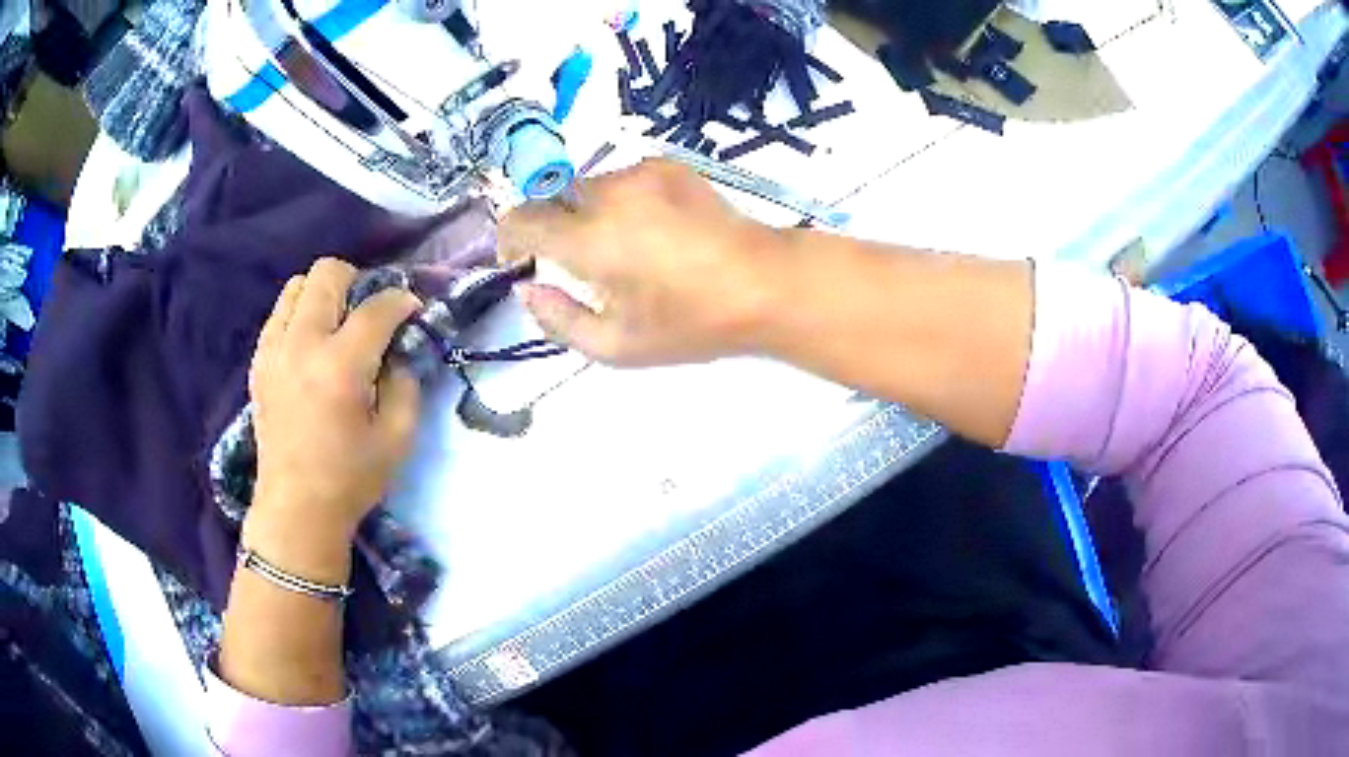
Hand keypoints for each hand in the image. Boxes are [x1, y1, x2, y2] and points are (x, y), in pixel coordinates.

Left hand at [244, 258, 421, 581]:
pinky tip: (311, 345)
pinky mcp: (259, 363)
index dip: (401, 301)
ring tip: (337, 325)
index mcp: (340, 366)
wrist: (296, 509)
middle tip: (369, 313)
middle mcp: (302, 345)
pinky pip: (278, 315)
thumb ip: (405, 383)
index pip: (376, 307)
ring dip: (323, 294)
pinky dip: (298, 316)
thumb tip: (400, 351)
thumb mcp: (397, 438)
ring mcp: (273, 351)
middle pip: (327, 274)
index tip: (412, 311)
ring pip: (296, 286)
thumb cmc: (351, 479)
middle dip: (358, 282)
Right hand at [499, 159, 787, 365]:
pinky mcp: (667, 165)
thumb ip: (558, 320)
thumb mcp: (617, 346)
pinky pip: (621, 178)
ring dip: (586, 213)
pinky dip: (619, 200)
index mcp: (591, 240)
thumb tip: (526, 288)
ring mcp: (641, 172)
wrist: (765, 283)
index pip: (521, 219)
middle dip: (551, 227)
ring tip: (625, 248)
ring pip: (586, 186)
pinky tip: (653, 229)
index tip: (519, 258)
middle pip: (551, 198)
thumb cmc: (691, 323)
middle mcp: (609, 194)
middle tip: (579, 263)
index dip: (509, 237)